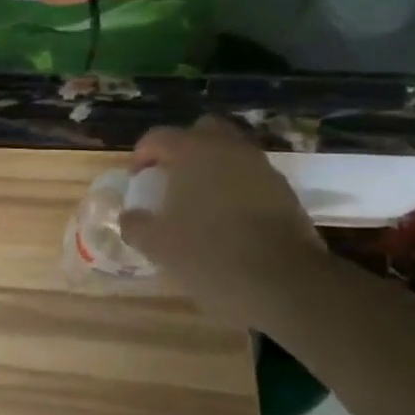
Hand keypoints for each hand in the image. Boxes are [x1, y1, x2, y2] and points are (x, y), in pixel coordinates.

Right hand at [121, 117, 328, 327]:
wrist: (285, 282)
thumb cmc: (210, 254)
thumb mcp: (157, 245)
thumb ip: (136, 225)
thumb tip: (129, 217)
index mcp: (192, 151)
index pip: (158, 137)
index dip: (141, 156)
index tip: (136, 181)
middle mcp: (228, 148)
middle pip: (201, 132)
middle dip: (182, 150)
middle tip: (171, 179)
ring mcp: (261, 167)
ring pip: (230, 153)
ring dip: (212, 169)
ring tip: (199, 202)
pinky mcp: (284, 191)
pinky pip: (251, 177)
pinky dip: (236, 188)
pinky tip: (228, 219)